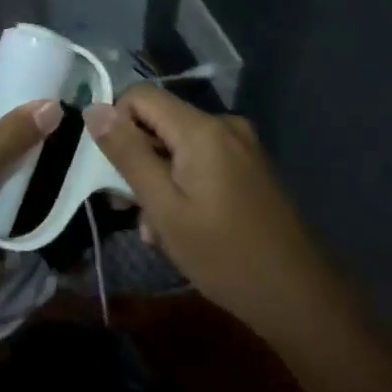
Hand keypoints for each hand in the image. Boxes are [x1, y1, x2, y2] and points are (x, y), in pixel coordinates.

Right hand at [85, 85, 328, 340]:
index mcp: (202, 129)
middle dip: (138, 161)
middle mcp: (224, 125)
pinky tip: (185, 226)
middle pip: (158, 122)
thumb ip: (128, 154)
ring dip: (159, 181)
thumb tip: (94, 109)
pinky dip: (183, 186)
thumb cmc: (223, 254)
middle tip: (134, 211)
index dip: (116, 125)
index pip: (139, 96)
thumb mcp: (164, 207)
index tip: (113, 171)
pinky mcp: (249, 167)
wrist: (297, 295)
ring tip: (160, 231)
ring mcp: (241, 147)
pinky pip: (200, 161)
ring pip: (176, 147)